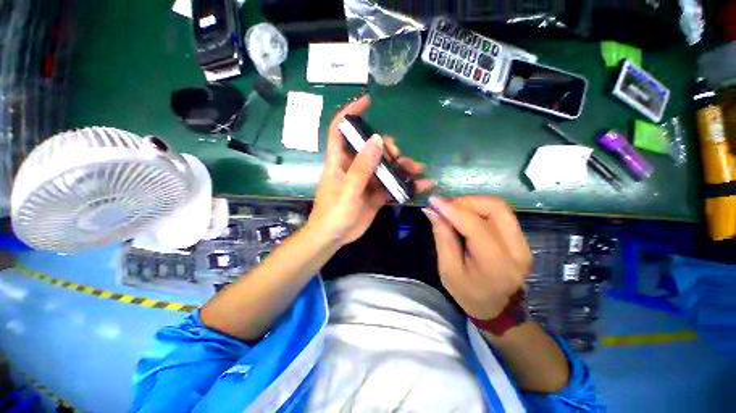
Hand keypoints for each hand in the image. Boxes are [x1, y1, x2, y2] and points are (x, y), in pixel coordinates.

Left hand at [308, 96, 433, 245]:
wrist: (334, 238)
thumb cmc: (334, 213)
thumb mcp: (348, 190)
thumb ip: (362, 166)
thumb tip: (378, 139)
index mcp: (340, 161)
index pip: (340, 129)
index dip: (350, 113)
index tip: (367, 102)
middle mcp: (354, 166)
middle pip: (371, 147)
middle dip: (388, 147)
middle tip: (397, 157)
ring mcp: (366, 180)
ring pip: (386, 166)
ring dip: (402, 166)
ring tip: (417, 169)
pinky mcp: (375, 193)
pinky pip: (392, 184)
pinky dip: (406, 184)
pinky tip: (422, 185)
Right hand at [424, 196, 531, 319]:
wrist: (497, 308)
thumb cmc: (467, 293)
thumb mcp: (448, 270)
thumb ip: (442, 238)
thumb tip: (432, 211)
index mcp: (495, 264)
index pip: (475, 225)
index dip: (452, 209)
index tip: (433, 200)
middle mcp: (517, 250)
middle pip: (495, 208)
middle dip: (466, 202)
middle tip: (446, 207)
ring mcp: (524, 244)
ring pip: (500, 208)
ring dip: (474, 203)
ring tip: (455, 211)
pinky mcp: (522, 240)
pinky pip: (502, 215)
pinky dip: (481, 210)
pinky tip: (467, 216)